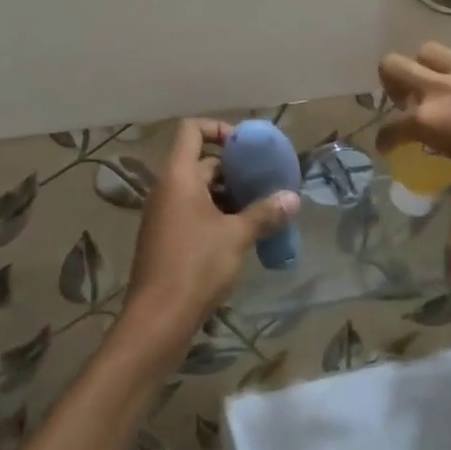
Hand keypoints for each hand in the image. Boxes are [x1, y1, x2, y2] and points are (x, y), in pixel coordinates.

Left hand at [118, 119, 299, 364]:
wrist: (157, 320)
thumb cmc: (196, 266)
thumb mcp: (236, 237)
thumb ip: (264, 214)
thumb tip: (293, 199)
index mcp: (179, 176)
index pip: (192, 130)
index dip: (219, 129)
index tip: (246, 147)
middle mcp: (166, 189)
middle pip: (200, 162)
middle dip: (233, 170)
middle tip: (265, 182)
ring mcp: (163, 215)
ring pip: (198, 191)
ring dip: (227, 195)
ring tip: (260, 209)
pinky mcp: (164, 239)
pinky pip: (192, 213)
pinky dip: (215, 215)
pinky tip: (241, 235)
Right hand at [377, 43, 450, 214]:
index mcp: (432, 122)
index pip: (392, 127)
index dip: (386, 139)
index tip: (388, 146)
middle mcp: (443, 88)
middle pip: (394, 65)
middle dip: (390, 82)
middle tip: (404, 99)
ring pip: (429, 51)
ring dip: (426, 68)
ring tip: (441, 87)